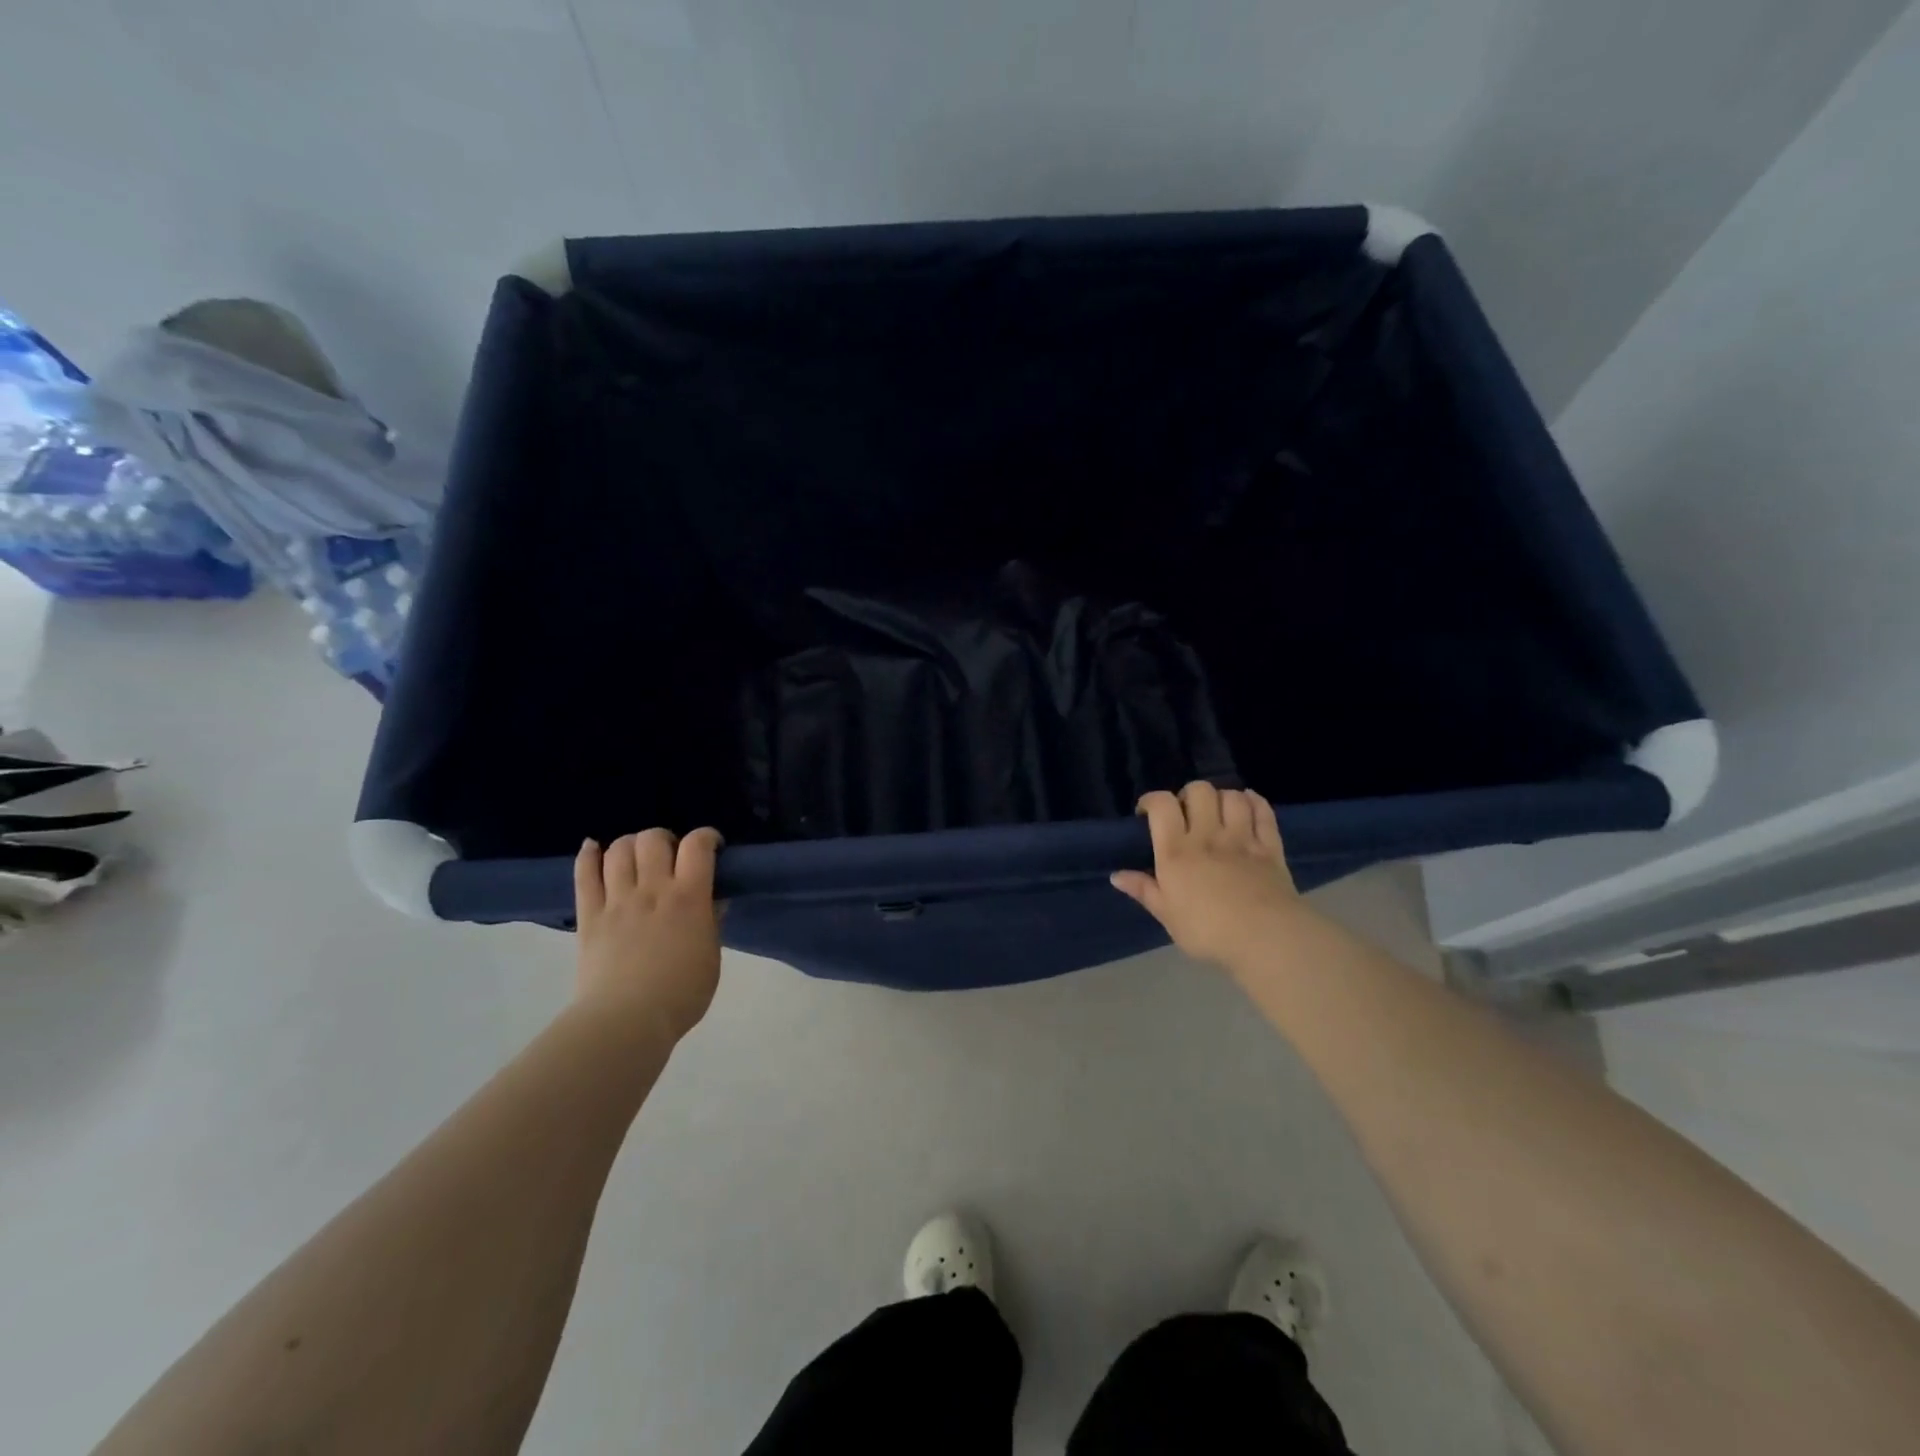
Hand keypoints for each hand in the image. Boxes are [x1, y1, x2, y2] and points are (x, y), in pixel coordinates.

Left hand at [573, 828, 723, 1042]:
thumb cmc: (681, 994)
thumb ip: (711, 922)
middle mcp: (652, 890)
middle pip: (653, 839)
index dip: (706, 836)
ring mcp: (617, 901)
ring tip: (637, 857)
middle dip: (666, 839)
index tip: (712, 846)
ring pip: (619, 849)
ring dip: (631, 845)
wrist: (626, 1022)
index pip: (698, 846)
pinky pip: (583, 874)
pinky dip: (588, 854)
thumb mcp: (711, 957)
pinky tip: (594, 848)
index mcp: (688, 898)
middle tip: (671, 856)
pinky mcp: (589, 915)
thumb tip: (712, 900)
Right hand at [1111, 782, 1308, 967]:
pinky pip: (1263, 812)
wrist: (1265, 939)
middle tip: (1186, 814)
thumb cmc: (1208, 931)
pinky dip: (1254, 802)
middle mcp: (1208, 835)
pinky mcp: (1270, 847)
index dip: (1152, 800)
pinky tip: (1248, 804)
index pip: (1162, 805)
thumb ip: (1144, 890)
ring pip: (1231, 796)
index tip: (1147, 812)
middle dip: (1189, 795)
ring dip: (1221, 797)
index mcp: (1177, 851)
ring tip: (1217, 812)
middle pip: (1199, 791)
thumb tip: (1116, 876)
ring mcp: (1242, 838)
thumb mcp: (1167, 915)